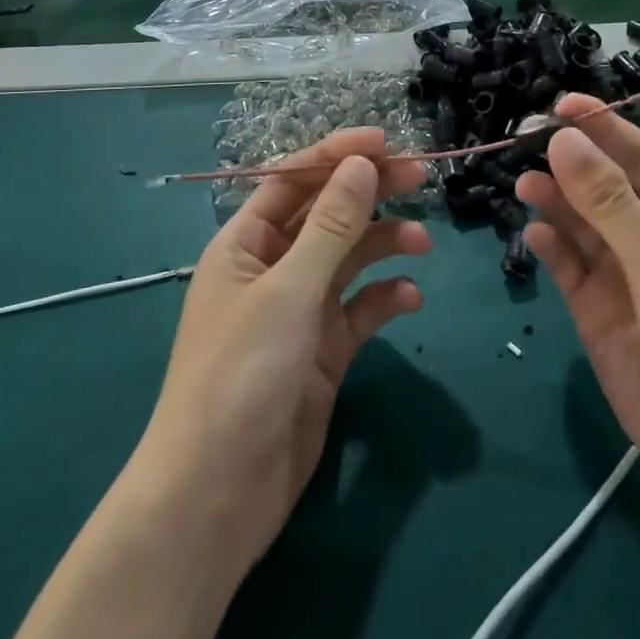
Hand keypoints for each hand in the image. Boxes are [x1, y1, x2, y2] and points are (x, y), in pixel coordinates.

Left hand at [125, 129, 429, 577]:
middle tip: (421, 176)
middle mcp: (272, 269)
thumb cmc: (240, 376)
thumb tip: (361, 163)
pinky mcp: (322, 353)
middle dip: (369, 192)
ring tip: (422, 241)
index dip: (335, 155)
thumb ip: (330, 227)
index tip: (385, 141)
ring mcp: (298, 312)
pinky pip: (359, 310)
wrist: (217, 497)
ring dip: (384, 243)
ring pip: (348, 259)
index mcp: (245, 244)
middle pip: (326, 214)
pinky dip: (384, 298)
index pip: (292, 180)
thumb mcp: (288, 292)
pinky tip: (410, 299)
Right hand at [515, 95, 639, 544]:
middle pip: (600, 185)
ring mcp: (621, 275)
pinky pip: (568, 267)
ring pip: (579, 224)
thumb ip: (608, 202)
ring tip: (523, 185)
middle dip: (567, 162)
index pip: (636, 154)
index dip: (600, 125)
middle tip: (523, 142)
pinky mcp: (596, 312)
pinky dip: (550, 248)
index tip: (558, 104)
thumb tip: (563, 140)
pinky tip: (533, 234)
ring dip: (553, 202)